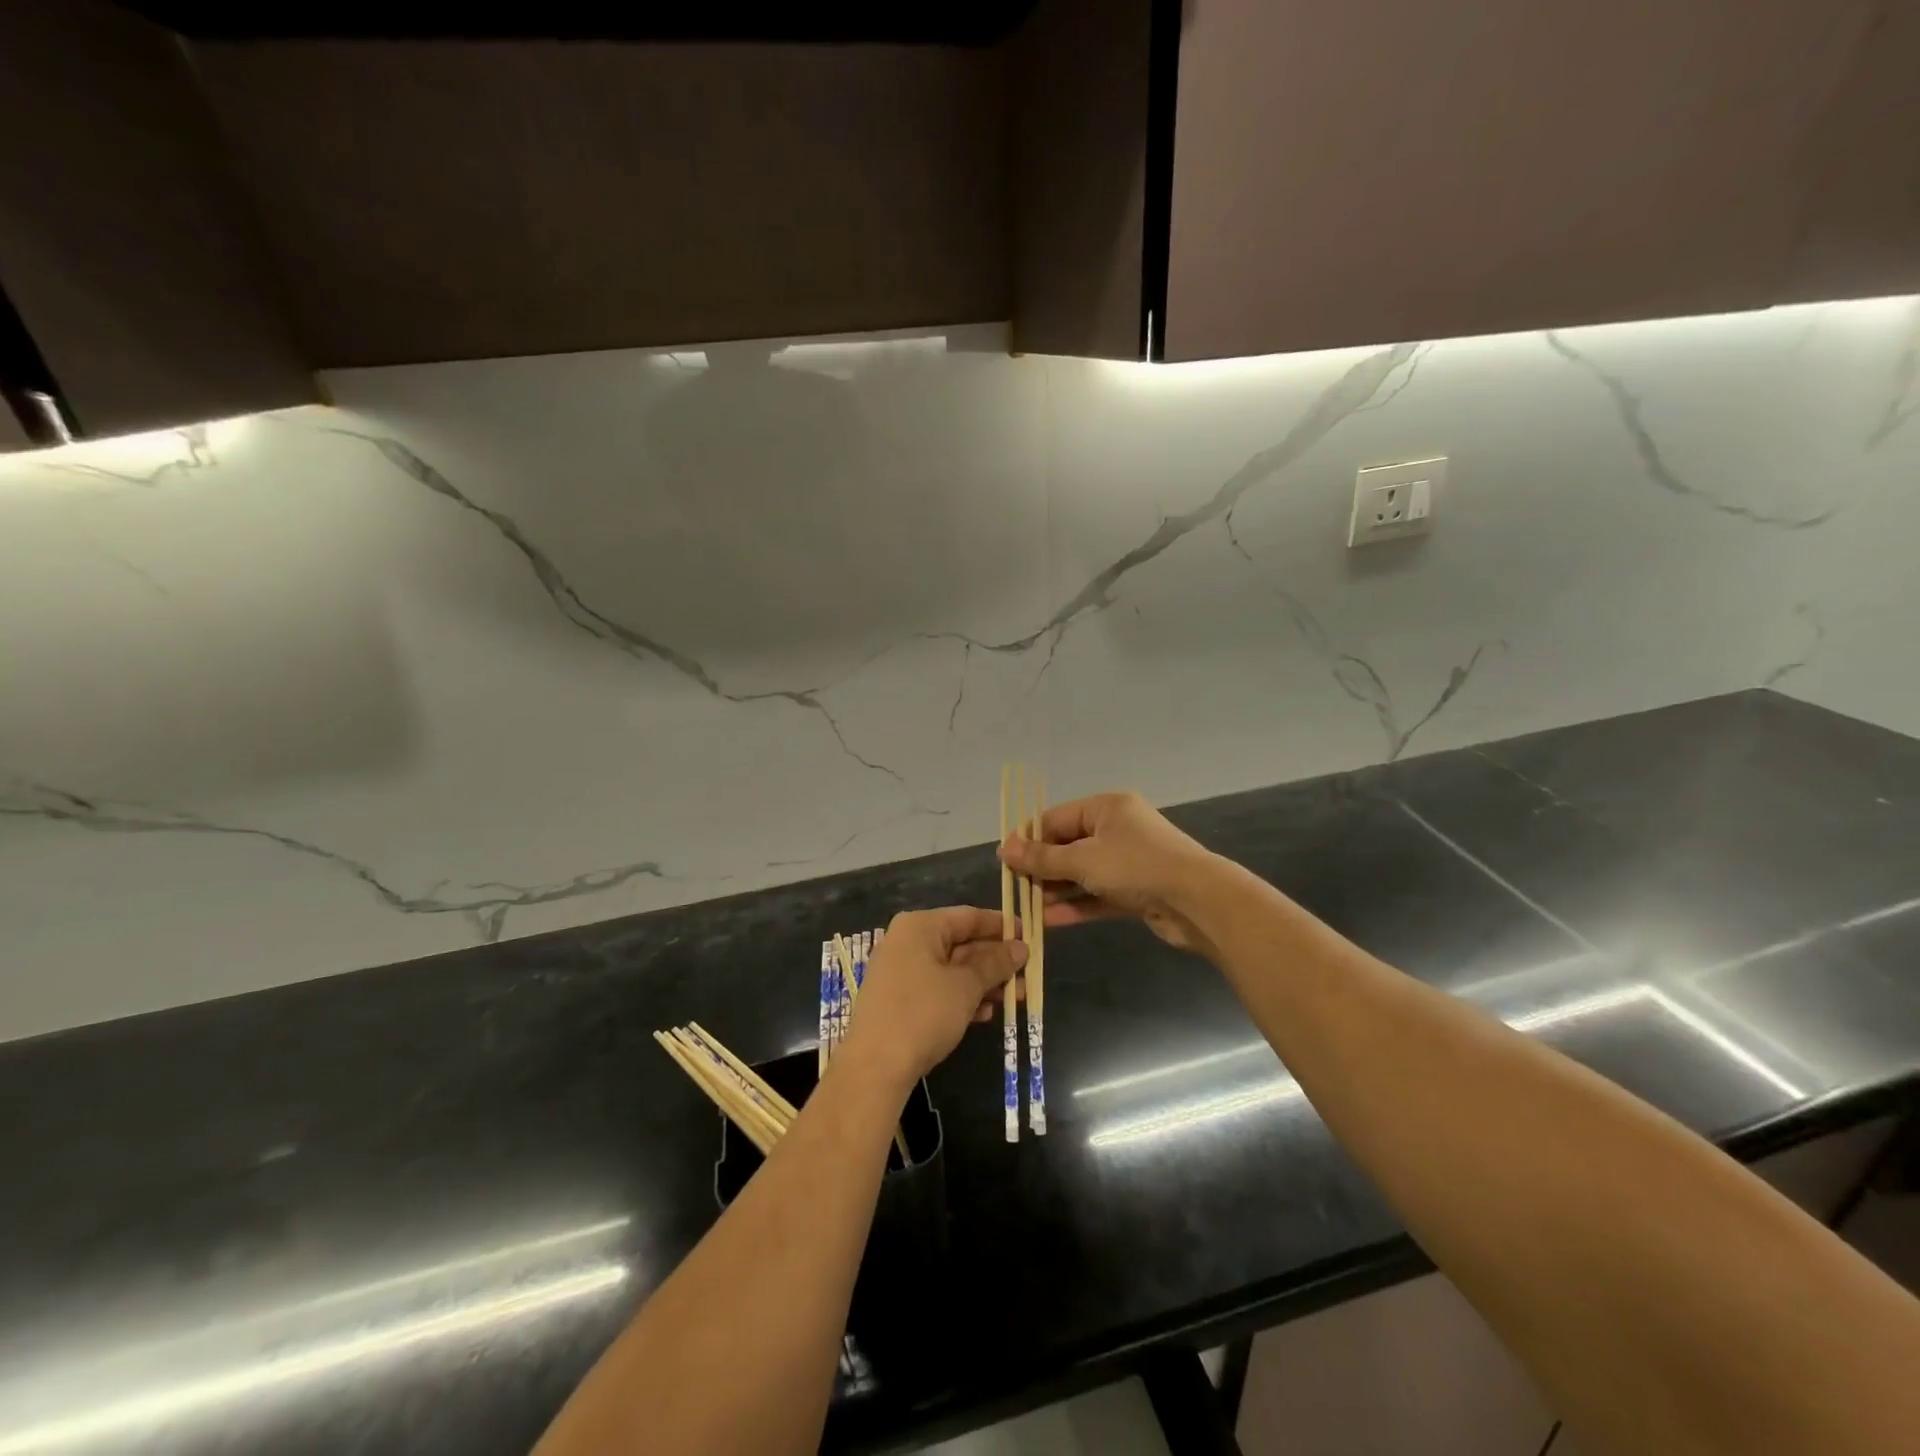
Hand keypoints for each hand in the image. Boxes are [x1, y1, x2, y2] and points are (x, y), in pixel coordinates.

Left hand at [840, 907, 1027, 1087]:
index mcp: (920, 927)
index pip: (968, 917)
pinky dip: (962, 998)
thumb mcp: (965, 986)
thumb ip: (995, 964)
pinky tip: (985, 1015)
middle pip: (961, 943)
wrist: (875, 1067)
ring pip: (952, 969)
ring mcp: (901, 971)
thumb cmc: (923, 1013)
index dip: (1001, 925)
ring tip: (1017, 998)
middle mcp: (907, 942)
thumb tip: (1021, 947)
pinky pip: (938, 989)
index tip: (1029, 935)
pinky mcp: (899, 1000)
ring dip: (984, 983)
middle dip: (996, 961)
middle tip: (1028, 974)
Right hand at [998, 791, 1221, 953]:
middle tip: (1014, 887)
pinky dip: (1076, 905)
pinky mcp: (1136, 891)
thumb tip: (1004, 849)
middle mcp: (1118, 829)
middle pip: (1069, 845)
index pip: (1056, 818)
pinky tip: (1049, 920)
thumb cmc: (1136, 867)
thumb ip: (1042, 858)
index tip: (1004, 860)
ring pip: (1082, 873)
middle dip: (1042, 867)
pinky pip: (1098, 894)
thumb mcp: (1082, 859)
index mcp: (1106, 808)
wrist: (1198, 901)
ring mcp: (1129, 861)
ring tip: (1027, 907)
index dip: (1029, 838)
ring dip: (1056, 889)